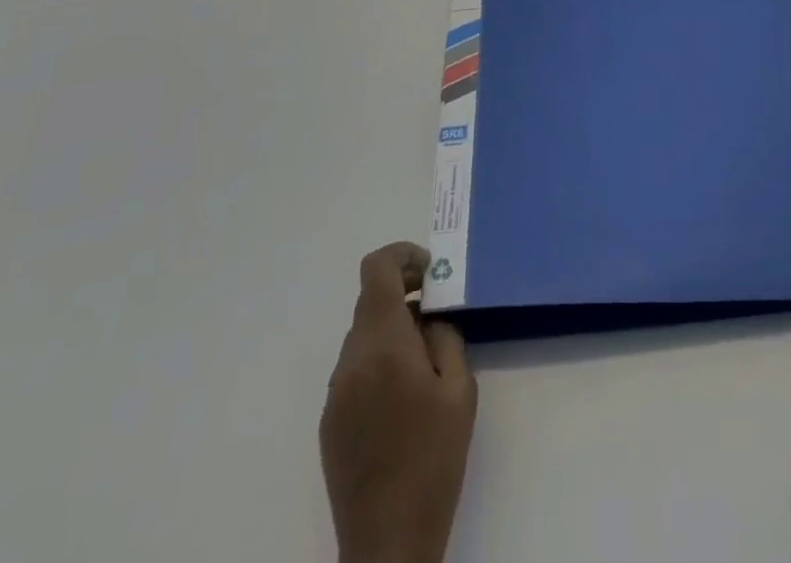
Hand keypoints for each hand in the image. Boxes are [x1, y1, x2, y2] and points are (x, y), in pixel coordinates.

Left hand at [321, 243, 477, 562]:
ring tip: (425, 363)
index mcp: (382, 344)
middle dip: (404, 296)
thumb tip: (429, 319)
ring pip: (363, 336)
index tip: (431, 272)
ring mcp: (335, 392)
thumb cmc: (433, 461)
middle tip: (438, 316)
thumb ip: (446, 338)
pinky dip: (379, 361)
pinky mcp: (329, 421)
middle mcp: (350, 360)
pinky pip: (355, 369)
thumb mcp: (460, 390)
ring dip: (392, 330)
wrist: (388, 544)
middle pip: (371, 301)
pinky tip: (403, 399)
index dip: (403, 256)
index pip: (377, 269)